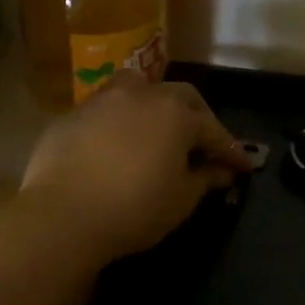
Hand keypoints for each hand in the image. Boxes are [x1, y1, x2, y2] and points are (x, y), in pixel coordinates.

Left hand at [17, 74, 251, 265]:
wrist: (62, 216)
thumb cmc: (134, 209)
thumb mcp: (181, 200)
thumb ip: (205, 179)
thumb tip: (223, 171)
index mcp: (175, 114)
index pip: (213, 130)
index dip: (230, 150)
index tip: (242, 167)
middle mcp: (141, 95)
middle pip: (179, 97)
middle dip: (197, 118)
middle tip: (204, 144)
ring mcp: (102, 100)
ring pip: (137, 88)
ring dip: (154, 105)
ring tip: (157, 128)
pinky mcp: (71, 115)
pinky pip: (105, 109)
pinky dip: (119, 121)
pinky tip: (116, 143)